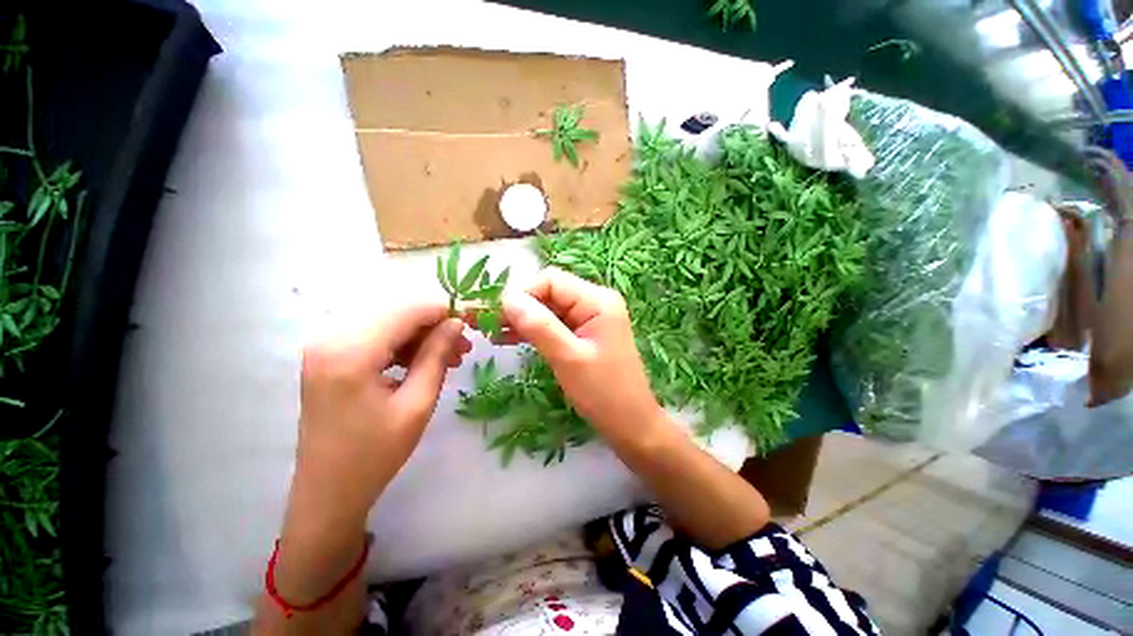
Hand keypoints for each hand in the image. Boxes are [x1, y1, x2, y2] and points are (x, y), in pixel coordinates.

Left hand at [292, 303, 469, 522]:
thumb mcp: (417, 404)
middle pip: (395, 309)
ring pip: (386, 320)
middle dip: (433, 322)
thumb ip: (436, 355)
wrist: (327, 491)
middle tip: (461, 346)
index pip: (406, 310)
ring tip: (448, 356)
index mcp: (351, 352)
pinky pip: (373, 334)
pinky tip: (421, 361)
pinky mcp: (328, 354)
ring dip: (420, 333)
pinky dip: (402, 342)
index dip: (442, 311)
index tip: (470, 323)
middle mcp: (330, 338)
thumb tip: (456, 323)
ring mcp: (324, 345)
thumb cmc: (375, 454)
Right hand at [502, 270, 770, 547]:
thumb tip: (507, 297)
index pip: (551, 280)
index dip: (522, 293)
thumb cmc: (603, 392)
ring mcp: (590, 318)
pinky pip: (554, 324)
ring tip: (493, 333)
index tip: (496, 314)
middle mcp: (595, 302)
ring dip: (523, 319)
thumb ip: (538, 325)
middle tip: (488, 325)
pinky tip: (509, 338)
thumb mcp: (568, 358)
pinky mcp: (584, 334)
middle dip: (519, 306)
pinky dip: (533, 330)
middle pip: (549, 292)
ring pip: (548, 308)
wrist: (630, 424)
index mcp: (597, 300)